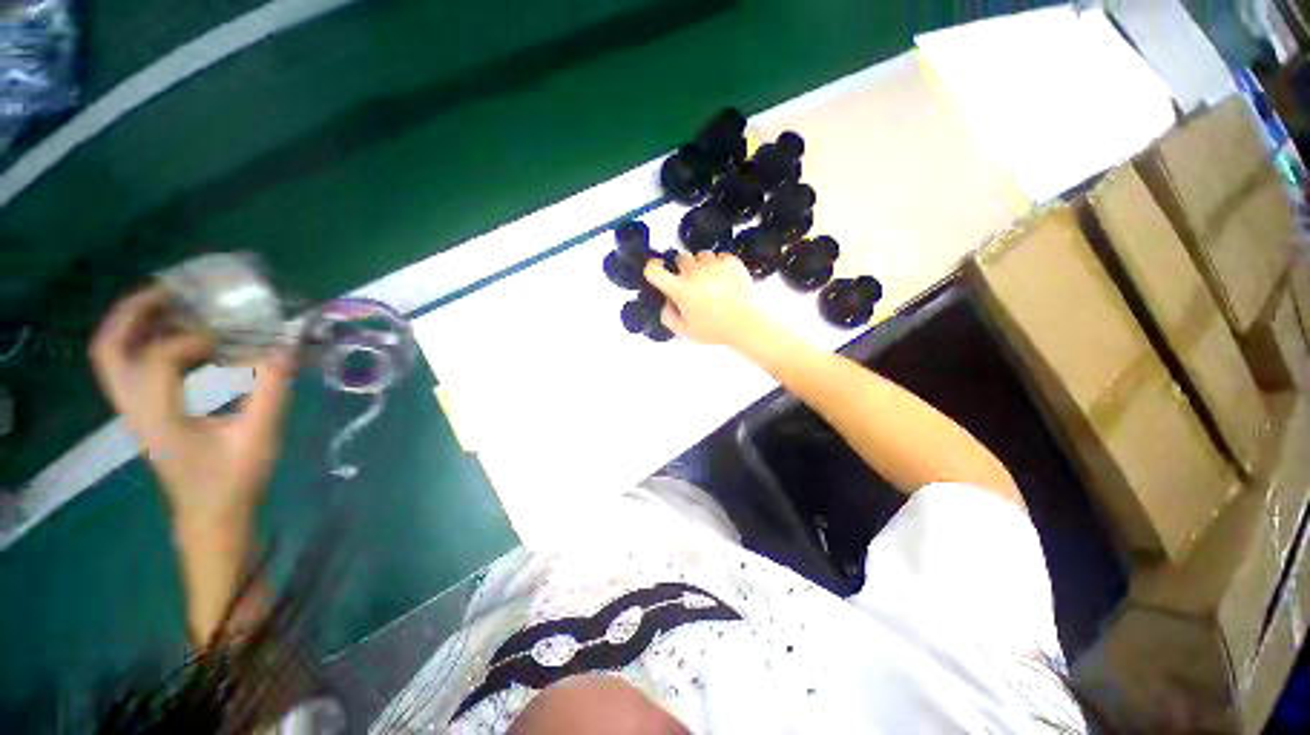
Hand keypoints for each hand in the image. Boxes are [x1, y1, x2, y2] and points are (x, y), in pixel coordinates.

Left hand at [90, 285, 292, 526]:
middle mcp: (135, 408)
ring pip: (112, 357)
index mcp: (159, 417)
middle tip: (172, 290)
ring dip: (135, 323)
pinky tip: (181, 340)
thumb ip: (271, 390)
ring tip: (174, 305)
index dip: (193, 341)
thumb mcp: (259, 438)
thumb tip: (286, 347)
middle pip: (109, 349)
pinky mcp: (144, 413)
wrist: (210, 517)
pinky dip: (147, 342)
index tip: (230, 340)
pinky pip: (130, 367)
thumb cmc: (234, 482)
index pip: (158, 361)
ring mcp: (135, 411)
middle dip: (134, 312)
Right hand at [644, 252, 787, 352]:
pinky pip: (720, 256)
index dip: (652, 267)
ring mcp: (714, 264)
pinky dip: (719, 265)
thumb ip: (669, 318)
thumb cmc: (715, 330)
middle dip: (682, 268)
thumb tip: (667, 303)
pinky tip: (724, 279)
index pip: (654, 271)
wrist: (748, 324)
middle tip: (691, 283)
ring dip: (701, 265)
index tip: (658, 269)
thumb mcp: (686, 332)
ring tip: (710, 280)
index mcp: (681, 289)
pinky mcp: (731, 261)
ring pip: (701, 255)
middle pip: (681, 258)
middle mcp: (694, 272)